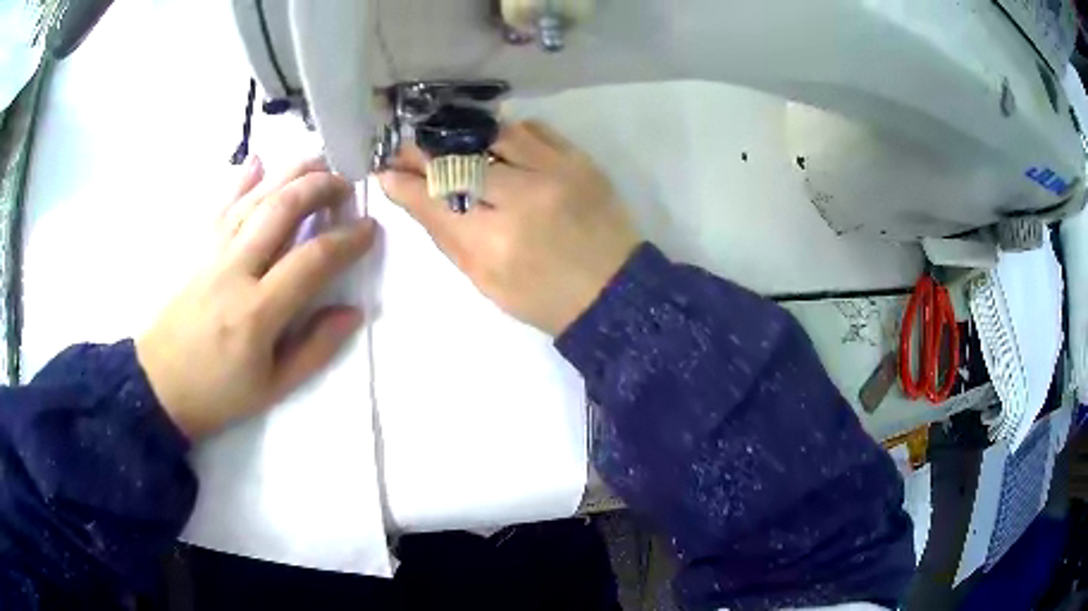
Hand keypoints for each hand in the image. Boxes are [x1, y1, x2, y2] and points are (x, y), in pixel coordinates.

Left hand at [136, 157, 375, 439]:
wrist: (159, 385)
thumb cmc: (218, 393)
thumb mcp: (273, 387)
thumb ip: (315, 349)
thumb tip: (353, 312)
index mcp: (257, 312)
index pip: (311, 260)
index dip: (346, 240)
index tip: (369, 229)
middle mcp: (235, 270)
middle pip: (282, 210)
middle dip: (320, 188)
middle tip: (346, 185)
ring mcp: (213, 254)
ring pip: (255, 198)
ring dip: (290, 173)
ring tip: (319, 162)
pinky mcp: (197, 249)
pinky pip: (221, 206)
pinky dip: (241, 180)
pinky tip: (258, 160)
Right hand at [378, 121, 640, 334]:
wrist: (613, 291)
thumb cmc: (542, 297)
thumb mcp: (484, 280)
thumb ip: (444, 234)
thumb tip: (407, 193)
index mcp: (493, 244)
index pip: (433, 199)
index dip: (404, 182)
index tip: (386, 171)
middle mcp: (523, 199)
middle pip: (459, 160)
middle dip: (424, 152)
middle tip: (407, 150)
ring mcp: (556, 173)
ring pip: (494, 135)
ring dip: (465, 137)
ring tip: (450, 143)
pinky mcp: (580, 161)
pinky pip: (534, 129)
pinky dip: (509, 134)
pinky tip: (498, 144)